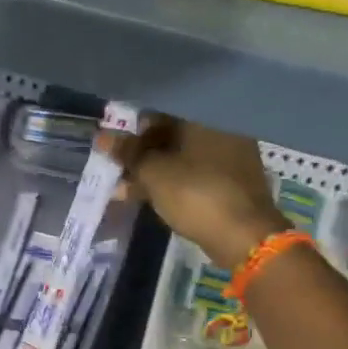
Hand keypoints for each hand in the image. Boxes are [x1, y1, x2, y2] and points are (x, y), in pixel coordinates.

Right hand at [114, 117, 286, 269]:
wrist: (244, 237)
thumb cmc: (196, 194)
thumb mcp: (154, 173)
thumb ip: (128, 153)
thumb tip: (103, 138)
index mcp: (206, 119)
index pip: (162, 111)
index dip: (135, 127)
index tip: (115, 145)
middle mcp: (222, 131)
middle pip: (172, 135)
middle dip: (142, 153)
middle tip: (116, 168)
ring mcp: (230, 159)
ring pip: (181, 159)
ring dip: (152, 172)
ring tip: (123, 189)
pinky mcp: (231, 185)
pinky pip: (193, 177)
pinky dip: (171, 184)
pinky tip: (148, 198)